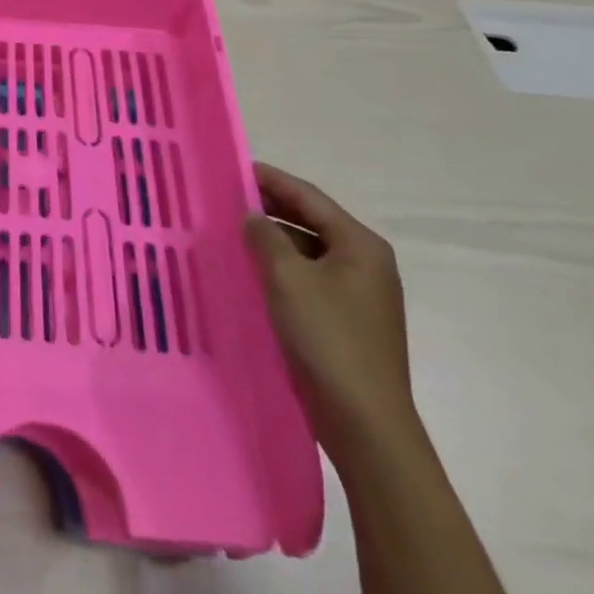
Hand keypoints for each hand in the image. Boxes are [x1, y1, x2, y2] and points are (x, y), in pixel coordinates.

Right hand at [243, 164, 417, 458]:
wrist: (365, 425)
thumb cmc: (328, 339)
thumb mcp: (287, 278)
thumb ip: (265, 237)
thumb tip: (253, 217)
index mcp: (360, 245)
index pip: (309, 197)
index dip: (271, 179)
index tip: (234, 168)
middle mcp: (366, 264)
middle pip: (311, 222)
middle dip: (270, 209)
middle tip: (227, 199)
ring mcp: (360, 296)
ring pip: (309, 252)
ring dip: (274, 242)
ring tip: (233, 234)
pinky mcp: (349, 323)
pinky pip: (310, 280)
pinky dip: (282, 271)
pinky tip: (253, 274)